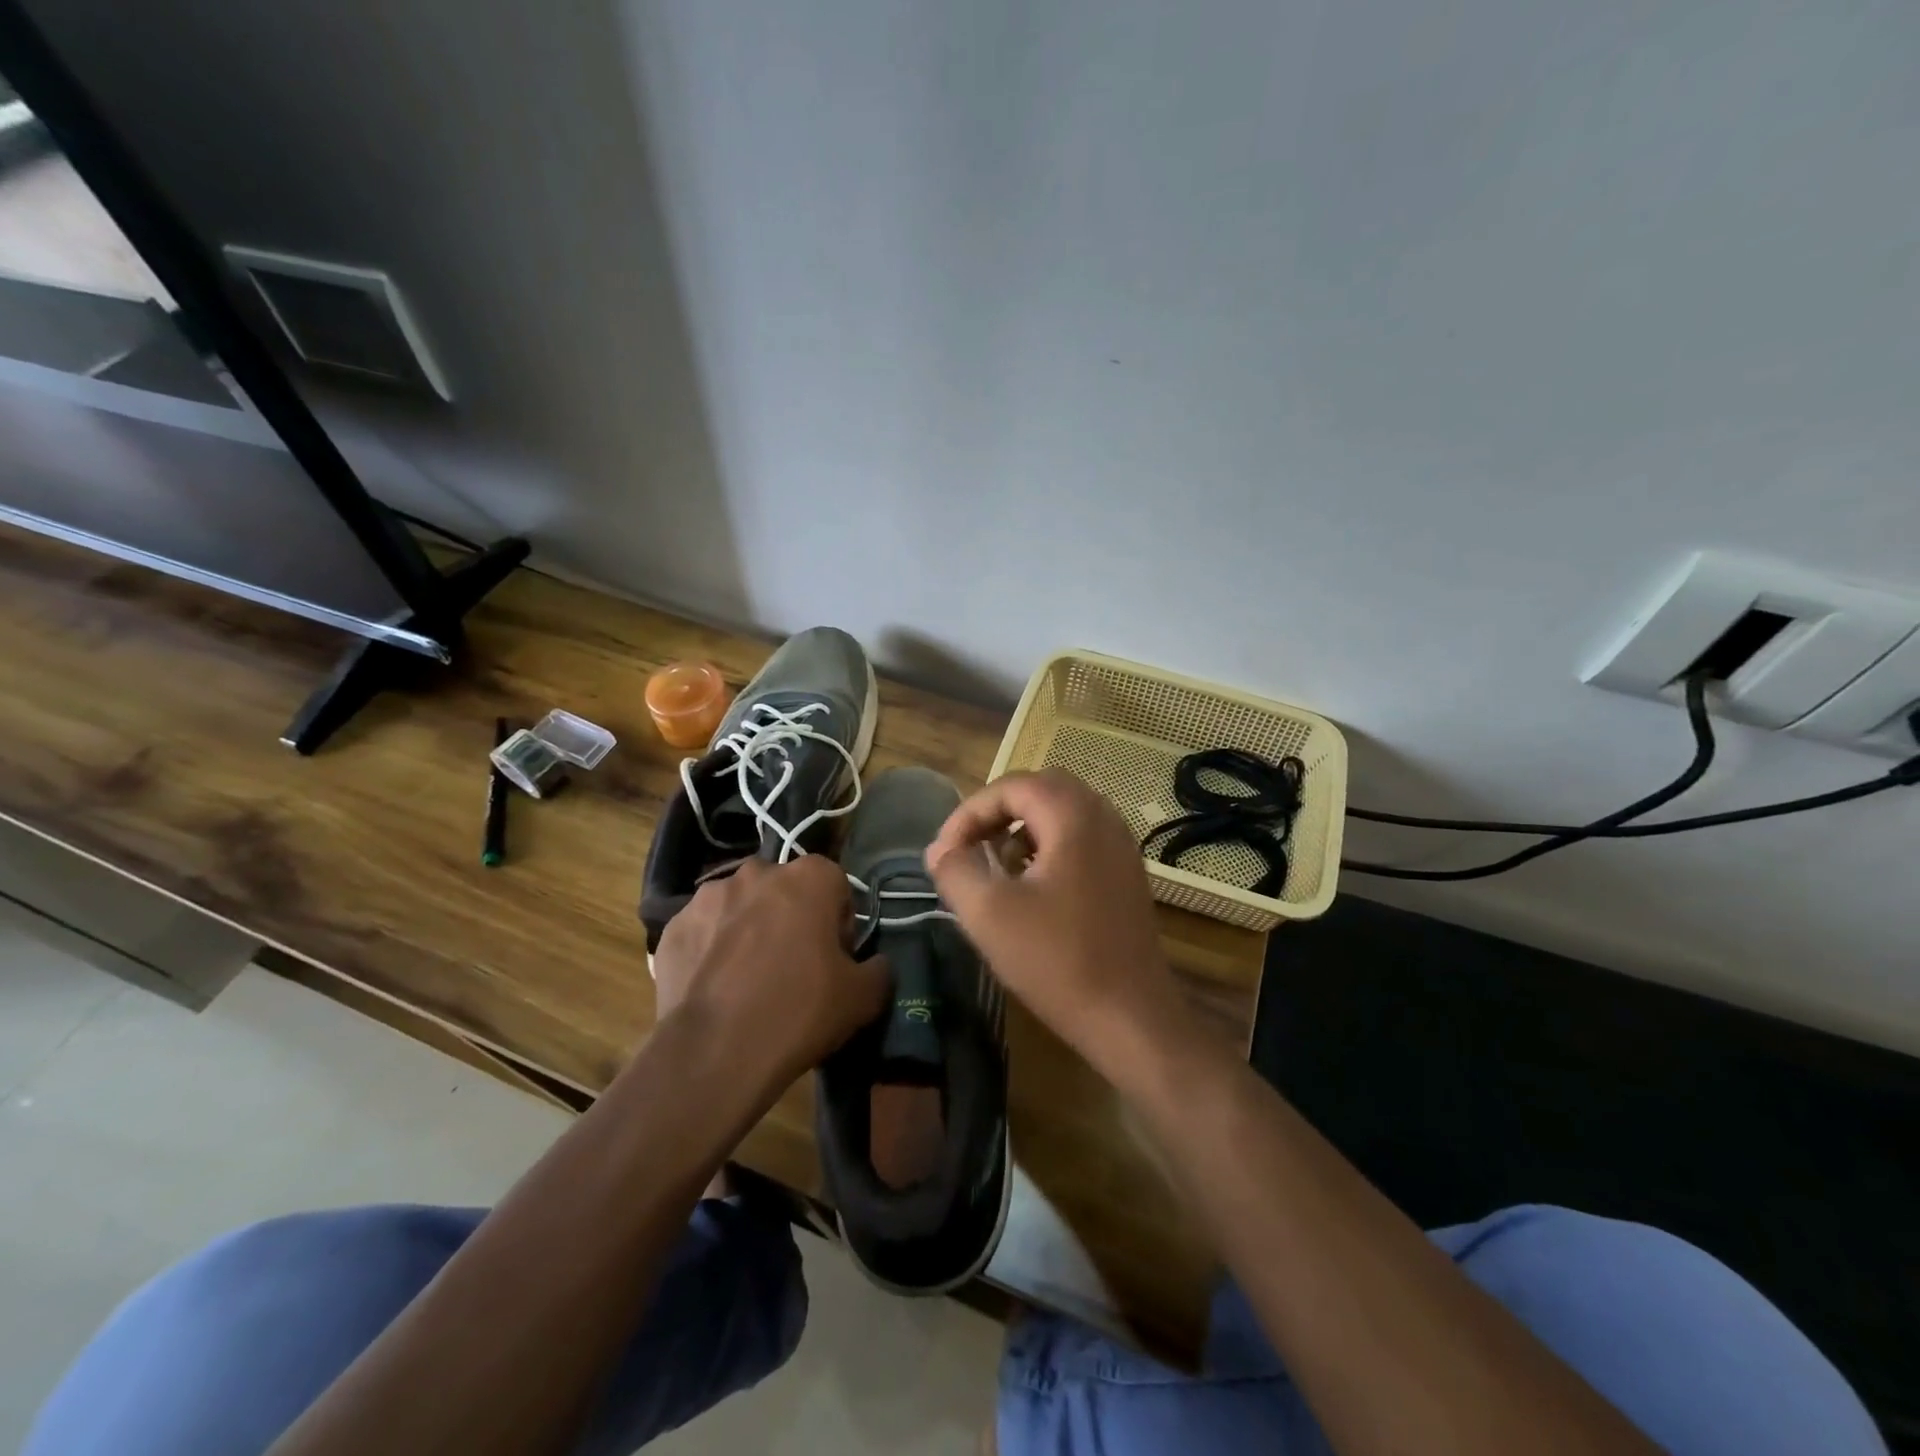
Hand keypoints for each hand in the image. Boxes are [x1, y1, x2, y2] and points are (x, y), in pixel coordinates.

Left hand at [651, 857, 887, 1087]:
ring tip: (748, 979)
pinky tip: (716, 988)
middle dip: (792, 918)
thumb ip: (879, 969)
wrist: (714, 1053)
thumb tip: (875, 964)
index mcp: (809, 877)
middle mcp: (758, 873)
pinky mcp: (673, 925)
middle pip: (785, 891)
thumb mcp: (863, 998)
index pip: (835, 885)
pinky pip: (704, 931)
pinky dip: (712, 949)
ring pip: (741, 907)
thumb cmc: (799, 1011)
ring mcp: (708, 896)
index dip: (839, 921)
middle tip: (794, 967)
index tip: (835, 958)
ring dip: (749, 929)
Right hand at [925, 768, 1185, 1072]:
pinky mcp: (1126, 874)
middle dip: (997, 812)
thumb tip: (940, 850)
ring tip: (997, 864)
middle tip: (969, 846)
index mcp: (1074, 817)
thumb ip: (955, 871)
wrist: (1130, 1017)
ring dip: (1023, 827)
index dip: (969, 812)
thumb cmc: (1056, 960)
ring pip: (1063, 813)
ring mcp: (1121, 846)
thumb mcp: (988, 914)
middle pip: (1041, 789)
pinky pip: (1082, 837)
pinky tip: (1032, 886)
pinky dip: (1049, 845)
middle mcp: (1104, 818)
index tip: (944, 852)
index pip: (1012, 786)